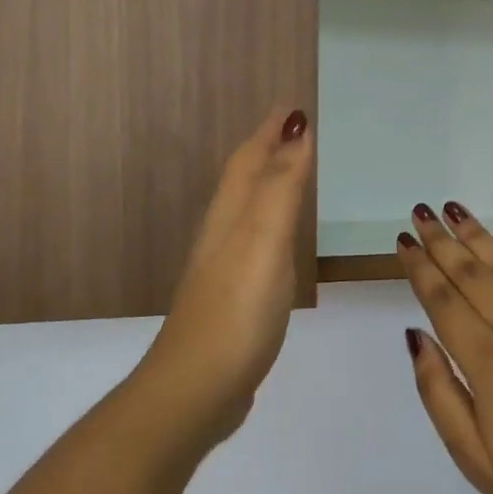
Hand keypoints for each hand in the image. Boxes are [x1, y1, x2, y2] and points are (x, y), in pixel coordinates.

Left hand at [137, 106, 313, 451]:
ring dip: (268, 183)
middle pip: (243, 178)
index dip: (271, 130)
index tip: (293, 104)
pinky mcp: (232, 298)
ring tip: (293, 171)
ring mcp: (224, 267)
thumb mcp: (264, 240)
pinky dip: (271, 224)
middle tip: (295, 129)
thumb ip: (281, 186)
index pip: (250, 158)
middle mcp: (222, 233)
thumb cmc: (236, 310)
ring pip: (247, 209)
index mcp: (230, 215)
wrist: (196, 389)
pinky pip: (255, 242)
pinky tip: (280, 240)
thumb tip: (296, 126)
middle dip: (267, 149)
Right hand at [398, 203, 492, 493]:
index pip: (442, 299)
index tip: (403, 240)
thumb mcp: (469, 453)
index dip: (419, 267)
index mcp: (487, 361)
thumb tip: (414, 335)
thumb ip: (437, 389)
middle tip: (422, 212)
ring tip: (455, 211)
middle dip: (442, 240)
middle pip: (471, 272)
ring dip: (478, 235)